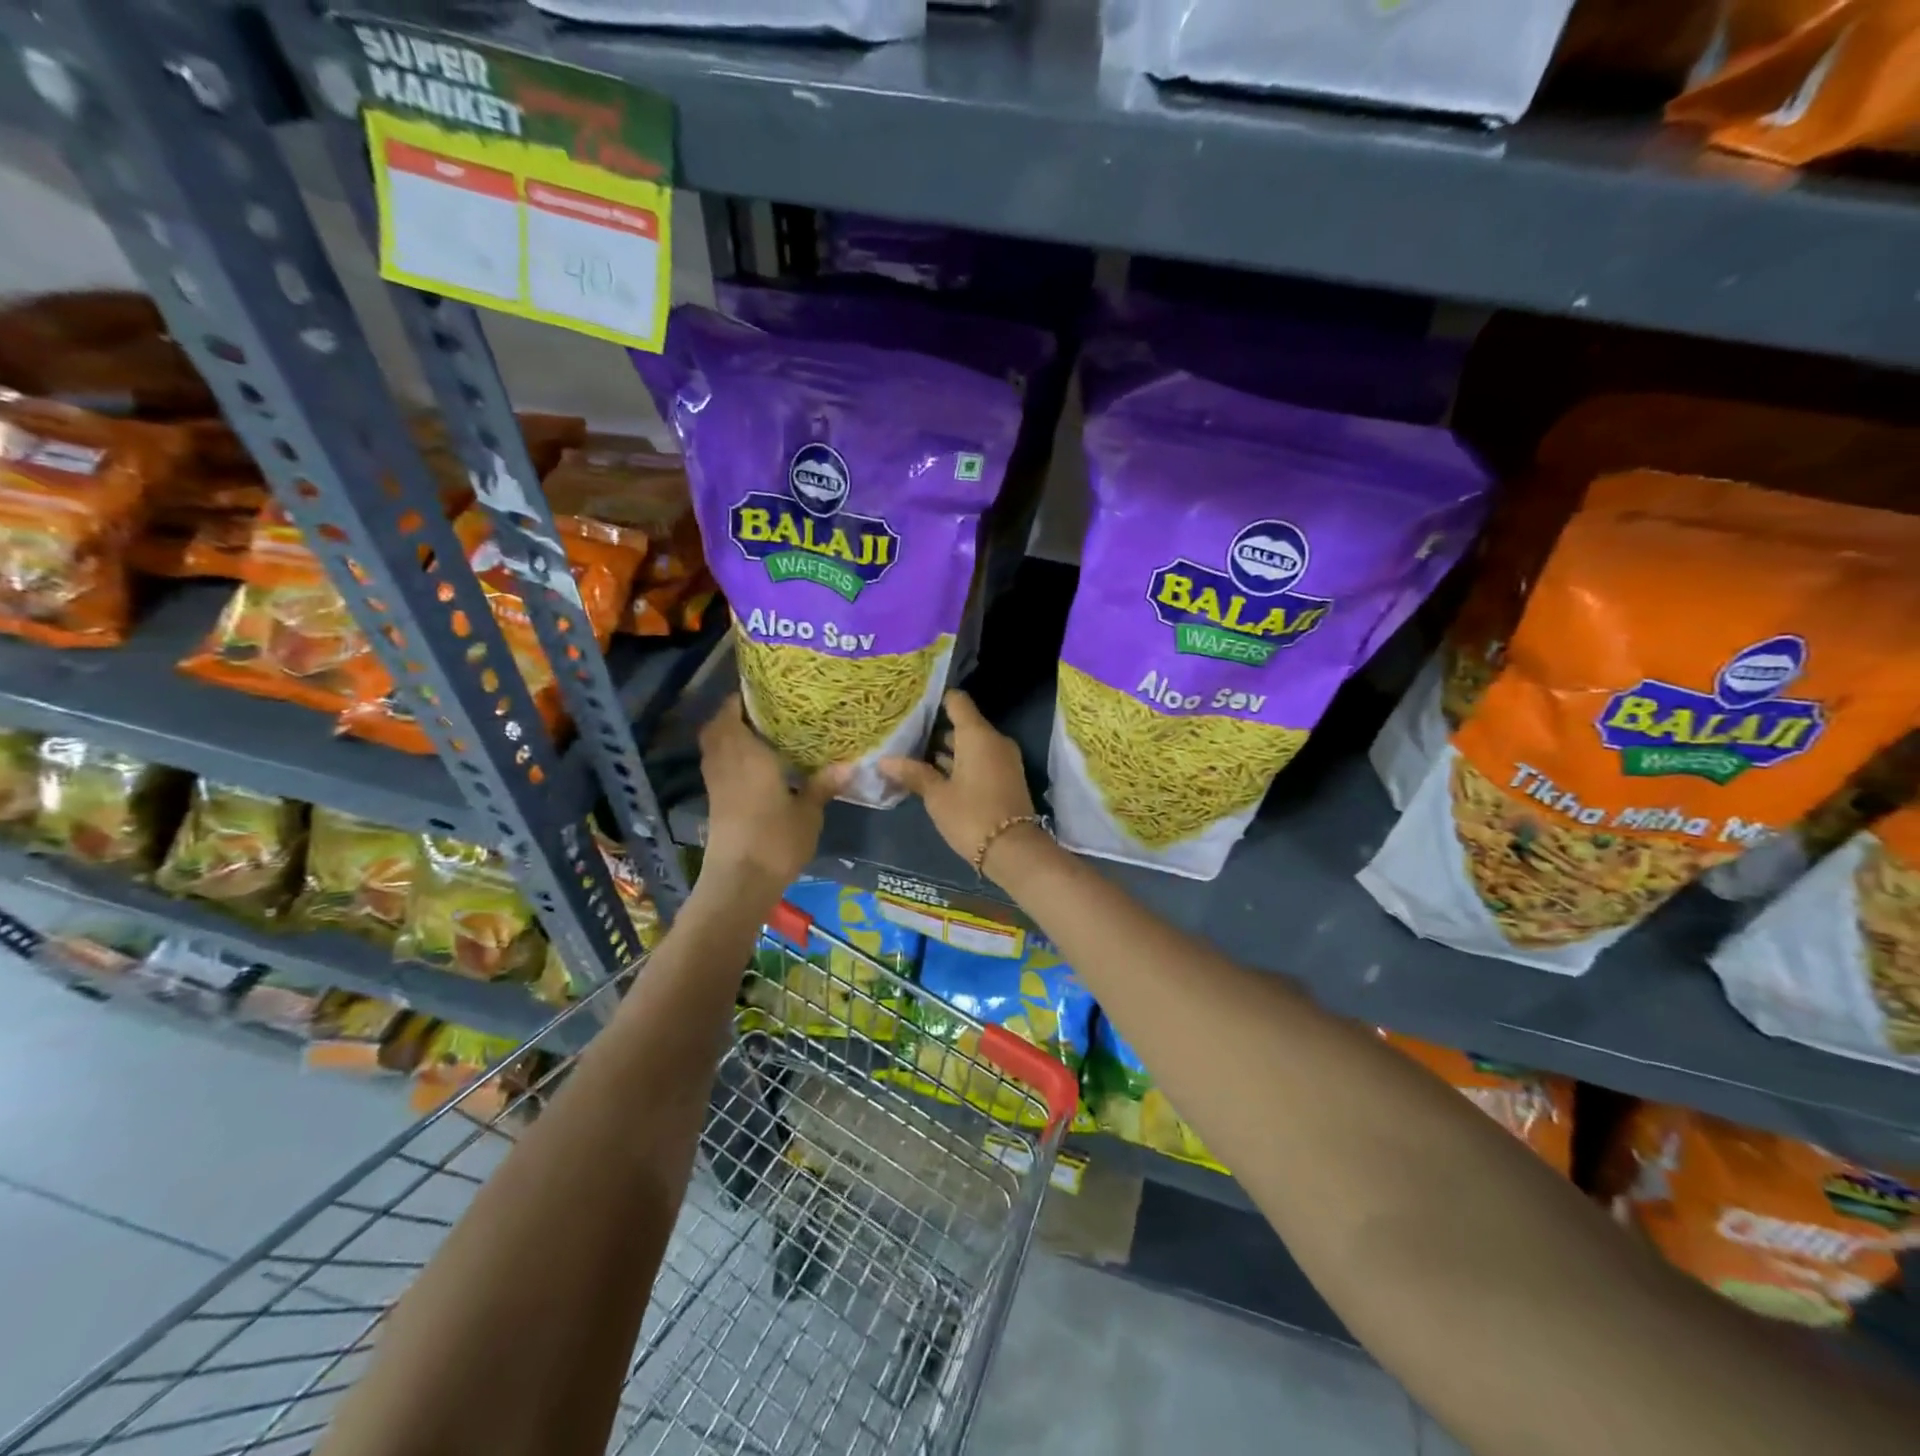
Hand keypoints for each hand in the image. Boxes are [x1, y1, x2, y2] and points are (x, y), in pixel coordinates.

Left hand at [698, 695, 840, 896]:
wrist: (740, 882)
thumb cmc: (775, 840)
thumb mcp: (809, 812)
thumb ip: (823, 784)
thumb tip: (850, 764)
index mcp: (746, 753)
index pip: (733, 711)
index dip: (743, 696)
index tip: (765, 688)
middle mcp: (725, 760)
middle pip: (717, 725)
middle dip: (734, 713)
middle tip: (764, 708)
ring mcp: (716, 782)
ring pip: (714, 745)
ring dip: (729, 733)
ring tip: (762, 730)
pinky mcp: (715, 801)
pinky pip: (718, 763)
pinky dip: (730, 754)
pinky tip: (756, 762)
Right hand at [880, 691, 1037, 881]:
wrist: (1013, 850)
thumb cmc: (971, 815)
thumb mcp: (937, 796)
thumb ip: (913, 774)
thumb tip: (885, 761)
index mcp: (977, 735)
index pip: (957, 701)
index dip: (936, 699)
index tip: (913, 702)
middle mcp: (994, 740)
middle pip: (963, 723)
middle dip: (936, 728)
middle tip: (905, 732)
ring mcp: (1003, 759)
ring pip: (971, 744)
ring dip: (947, 749)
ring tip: (913, 753)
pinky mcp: (1006, 777)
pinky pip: (980, 759)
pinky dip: (960, 762)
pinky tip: (935, 773)